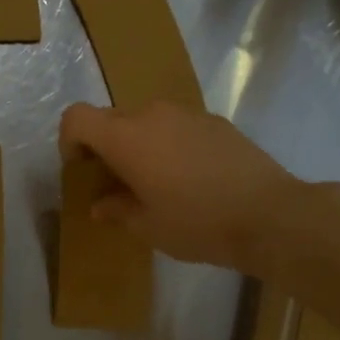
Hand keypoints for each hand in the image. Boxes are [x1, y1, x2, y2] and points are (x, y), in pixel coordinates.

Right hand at [59, 101, 300, 271]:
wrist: (270, 215)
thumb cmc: (198, 223)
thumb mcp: (148, 226)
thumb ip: (117, 209)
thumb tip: (101, 204)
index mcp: (126, 137)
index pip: (76, 118)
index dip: (69, 142)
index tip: (83, 171)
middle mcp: (152, 114)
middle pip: (111, 119)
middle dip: (104, 147)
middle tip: (117, 183)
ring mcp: (187, 113)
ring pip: (145, 120)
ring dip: (138, 144)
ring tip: (156, 181)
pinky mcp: (215, 121)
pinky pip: (176, 125)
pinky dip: (169, 144)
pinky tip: (190, 178)